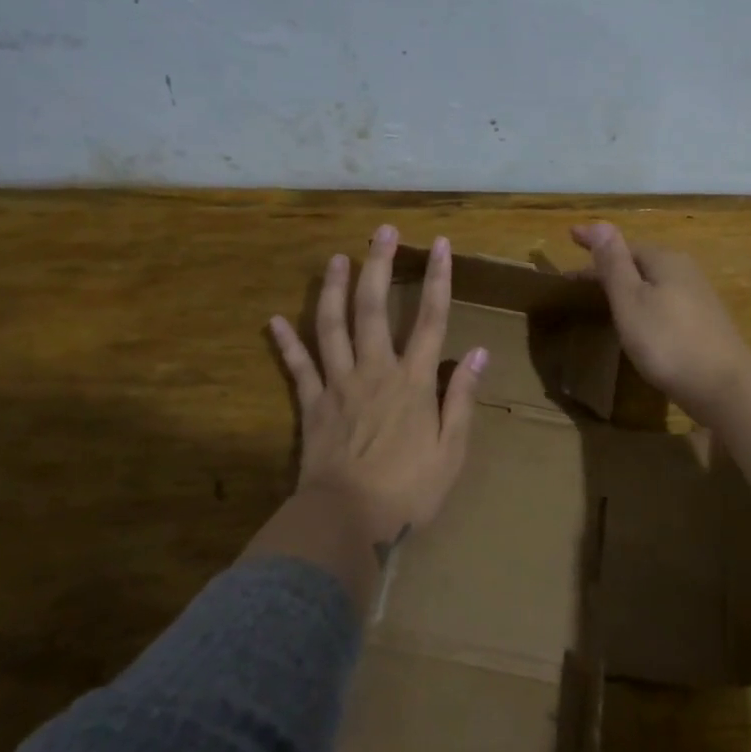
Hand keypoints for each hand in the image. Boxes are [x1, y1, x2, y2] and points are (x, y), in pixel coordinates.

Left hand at [269, 226, 487, 559]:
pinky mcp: (311, 406)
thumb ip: (461, 397)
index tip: (439, 244)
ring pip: (331, 327)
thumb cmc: (409, 490)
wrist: (347, 521)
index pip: (430, 319)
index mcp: (413, 381)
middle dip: (378, 265)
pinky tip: (273, 321)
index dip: (437, 279)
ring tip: (335, 258)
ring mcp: (338, 386)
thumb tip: (477, 352)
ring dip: (333, 290)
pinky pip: (297, 369)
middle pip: (373, 308)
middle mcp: (374, 371)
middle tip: (380, 231)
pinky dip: (285, 344)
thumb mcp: (452, 449)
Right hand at [570, 222, 750, 421]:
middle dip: (611, 266)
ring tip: (604, 297)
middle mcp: (685, 270)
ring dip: (628, 285)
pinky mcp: (704, 322)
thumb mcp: (631, 300)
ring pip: (654, 282)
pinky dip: (644, 302)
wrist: (723, 386)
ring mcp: (699, 296)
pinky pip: (665, 300)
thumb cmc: (667, 341)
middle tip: (579, 279)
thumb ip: (614, 263)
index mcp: (665, 260)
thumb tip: (600, 223)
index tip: (570, 236)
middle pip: (640, 262)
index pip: (623, 244)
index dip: (595, 243)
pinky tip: (639, 320)